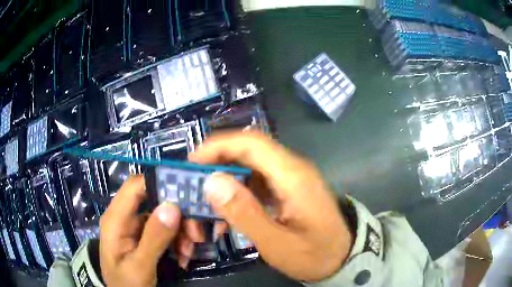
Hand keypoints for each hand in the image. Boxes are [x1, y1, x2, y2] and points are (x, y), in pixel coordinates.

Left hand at [99, 175, 204, 286]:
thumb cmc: (127, 284)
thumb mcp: (140, 266)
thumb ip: (153, 239)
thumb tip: (172, 206)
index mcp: (116, 219)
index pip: (135, 186)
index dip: (159, 183)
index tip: (187, 196)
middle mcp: (126, 217)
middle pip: (154, 201)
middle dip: (178, 216)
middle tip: (196, 234)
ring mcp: (136, 227)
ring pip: (164, 216)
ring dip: (181, 232)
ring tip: (188, 252)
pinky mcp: (145, 236)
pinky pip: (165, 230)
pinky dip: (178, 241)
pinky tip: (183, 256)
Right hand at [189, 132, 352, 281]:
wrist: (342, 258)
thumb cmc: (314, 254)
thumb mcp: (278, 243)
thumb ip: (246, 213)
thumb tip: (212, 182)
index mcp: (293, 176)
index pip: (252, 144)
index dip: (219, 146)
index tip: (192, 162)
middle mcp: (292, 169)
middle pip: (248, 152)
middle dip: (217, 164)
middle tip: (192, 183)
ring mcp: (290, 179)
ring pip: (249, 167)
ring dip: (225, 181)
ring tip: (205, 203)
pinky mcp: (287, 190)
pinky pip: (257, 183)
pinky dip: (237, 193)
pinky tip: (227, 213)